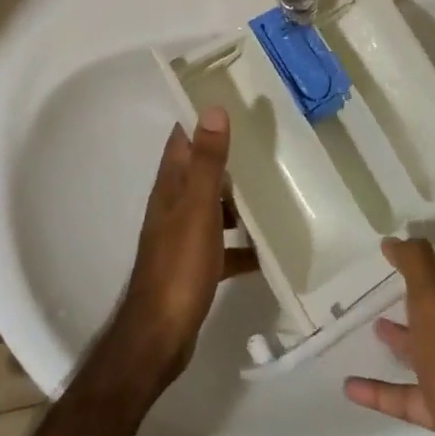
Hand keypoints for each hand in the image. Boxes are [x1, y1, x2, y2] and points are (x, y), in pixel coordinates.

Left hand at [104, 108, 257, 393]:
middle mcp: (173, 206)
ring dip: (238, 200)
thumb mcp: (198, 208)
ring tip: (275, 190)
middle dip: (229, 156)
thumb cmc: (178, 265)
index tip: (232, 99)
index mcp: (171, 187)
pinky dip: (242, 244)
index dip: (201, 118)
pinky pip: (224, 246)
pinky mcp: (195, 266)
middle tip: (267, 142)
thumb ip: (208, 161)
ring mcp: (183, 237)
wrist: (159, 336)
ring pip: (214, 207)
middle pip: (201, 171)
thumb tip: (213, 109)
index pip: (183, 139)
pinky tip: (268, 249)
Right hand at [344, 239, 434, 435]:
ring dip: (405, 340)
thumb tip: (398, 238)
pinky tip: (351, 386)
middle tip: (392, 284)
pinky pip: (412, 397)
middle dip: (424, 298)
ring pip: (432, 353)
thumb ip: (418, 266)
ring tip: (373, 325)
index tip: (419, 249)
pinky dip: (384, 390)